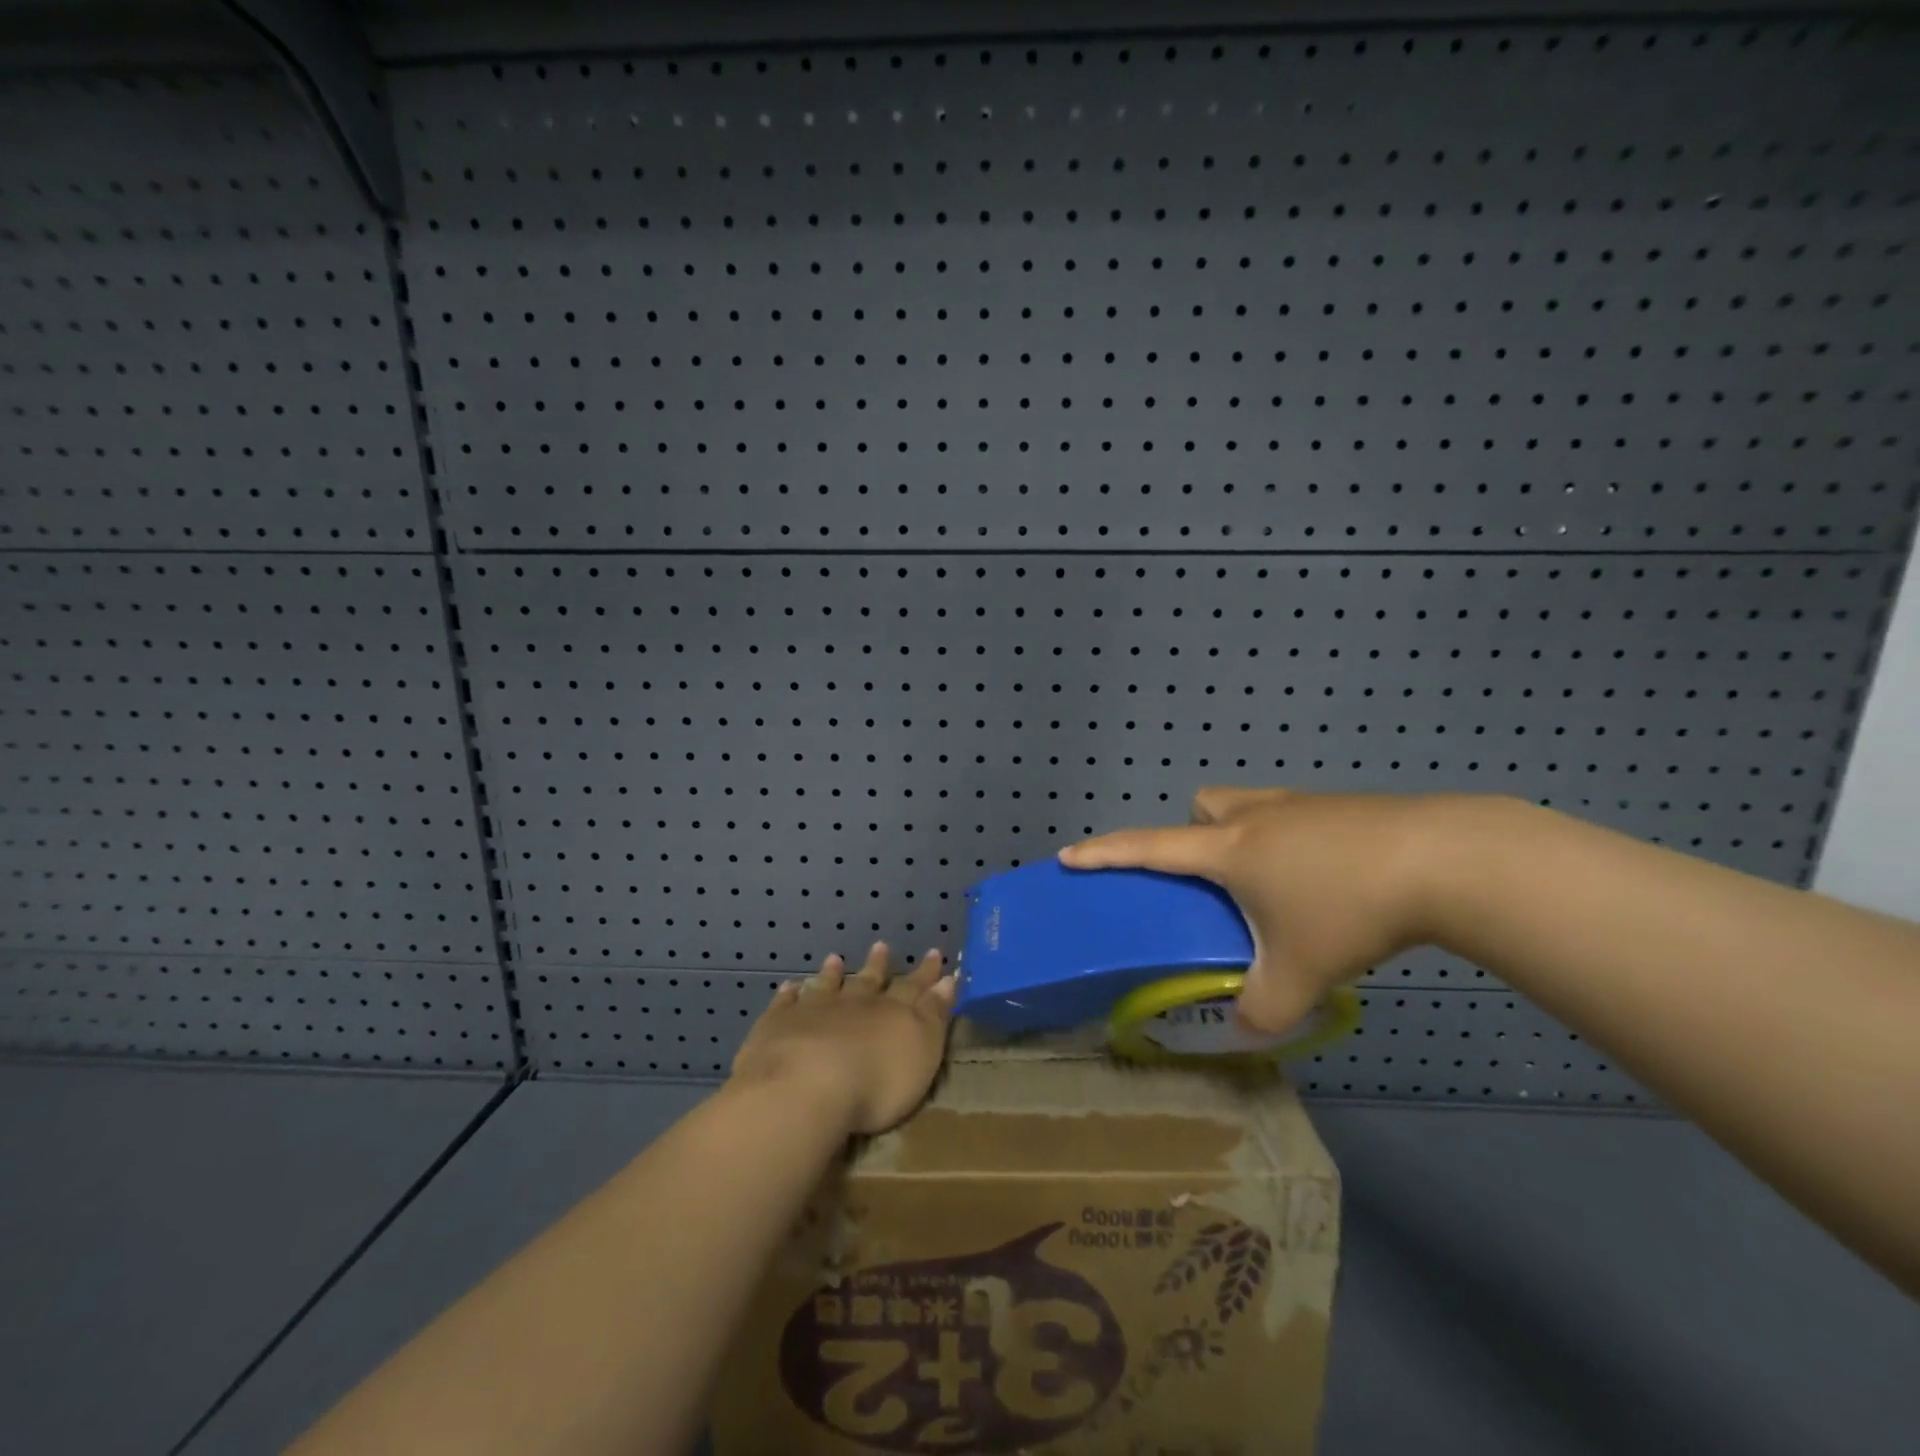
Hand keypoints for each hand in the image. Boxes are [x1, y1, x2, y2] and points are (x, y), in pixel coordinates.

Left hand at [731, 943, 956, 1136]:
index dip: (925, 973)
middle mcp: (854, 1004)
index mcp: (892, 1012)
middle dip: (878, 965)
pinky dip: (790, 994)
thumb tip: (948, 980)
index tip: (934, 954)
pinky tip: (790, 987)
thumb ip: (934, 1015)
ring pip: (826, 986)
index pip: (913, 987)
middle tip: (881, 946)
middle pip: (868, 981)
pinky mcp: (778, 1025)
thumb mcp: (922, 1051)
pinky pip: (785, 1004)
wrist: (806, 1087)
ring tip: (834, 959)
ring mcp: (813, 1011)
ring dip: (833, 974)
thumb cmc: (876, 1081)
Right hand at [1060, 787, 1455, 1032]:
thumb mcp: (1301, 973)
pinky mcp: (1343, 807)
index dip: (1105, 854)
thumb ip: (1264, 1011)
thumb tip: (1244, 1034)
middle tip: (1217, 882)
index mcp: (1229, 850)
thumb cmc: (1350, 908)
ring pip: (1248, 806)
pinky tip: (1330, 881)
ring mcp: (1302, 805)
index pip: (1148, 848)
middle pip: (1201, 807)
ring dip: (1243, 835)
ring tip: (1273, 884)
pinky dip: (1292, 841)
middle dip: (1195, 837)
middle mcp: (1256, 817)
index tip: (1070, 857)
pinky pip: (1294, 816)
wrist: (1444, 858)